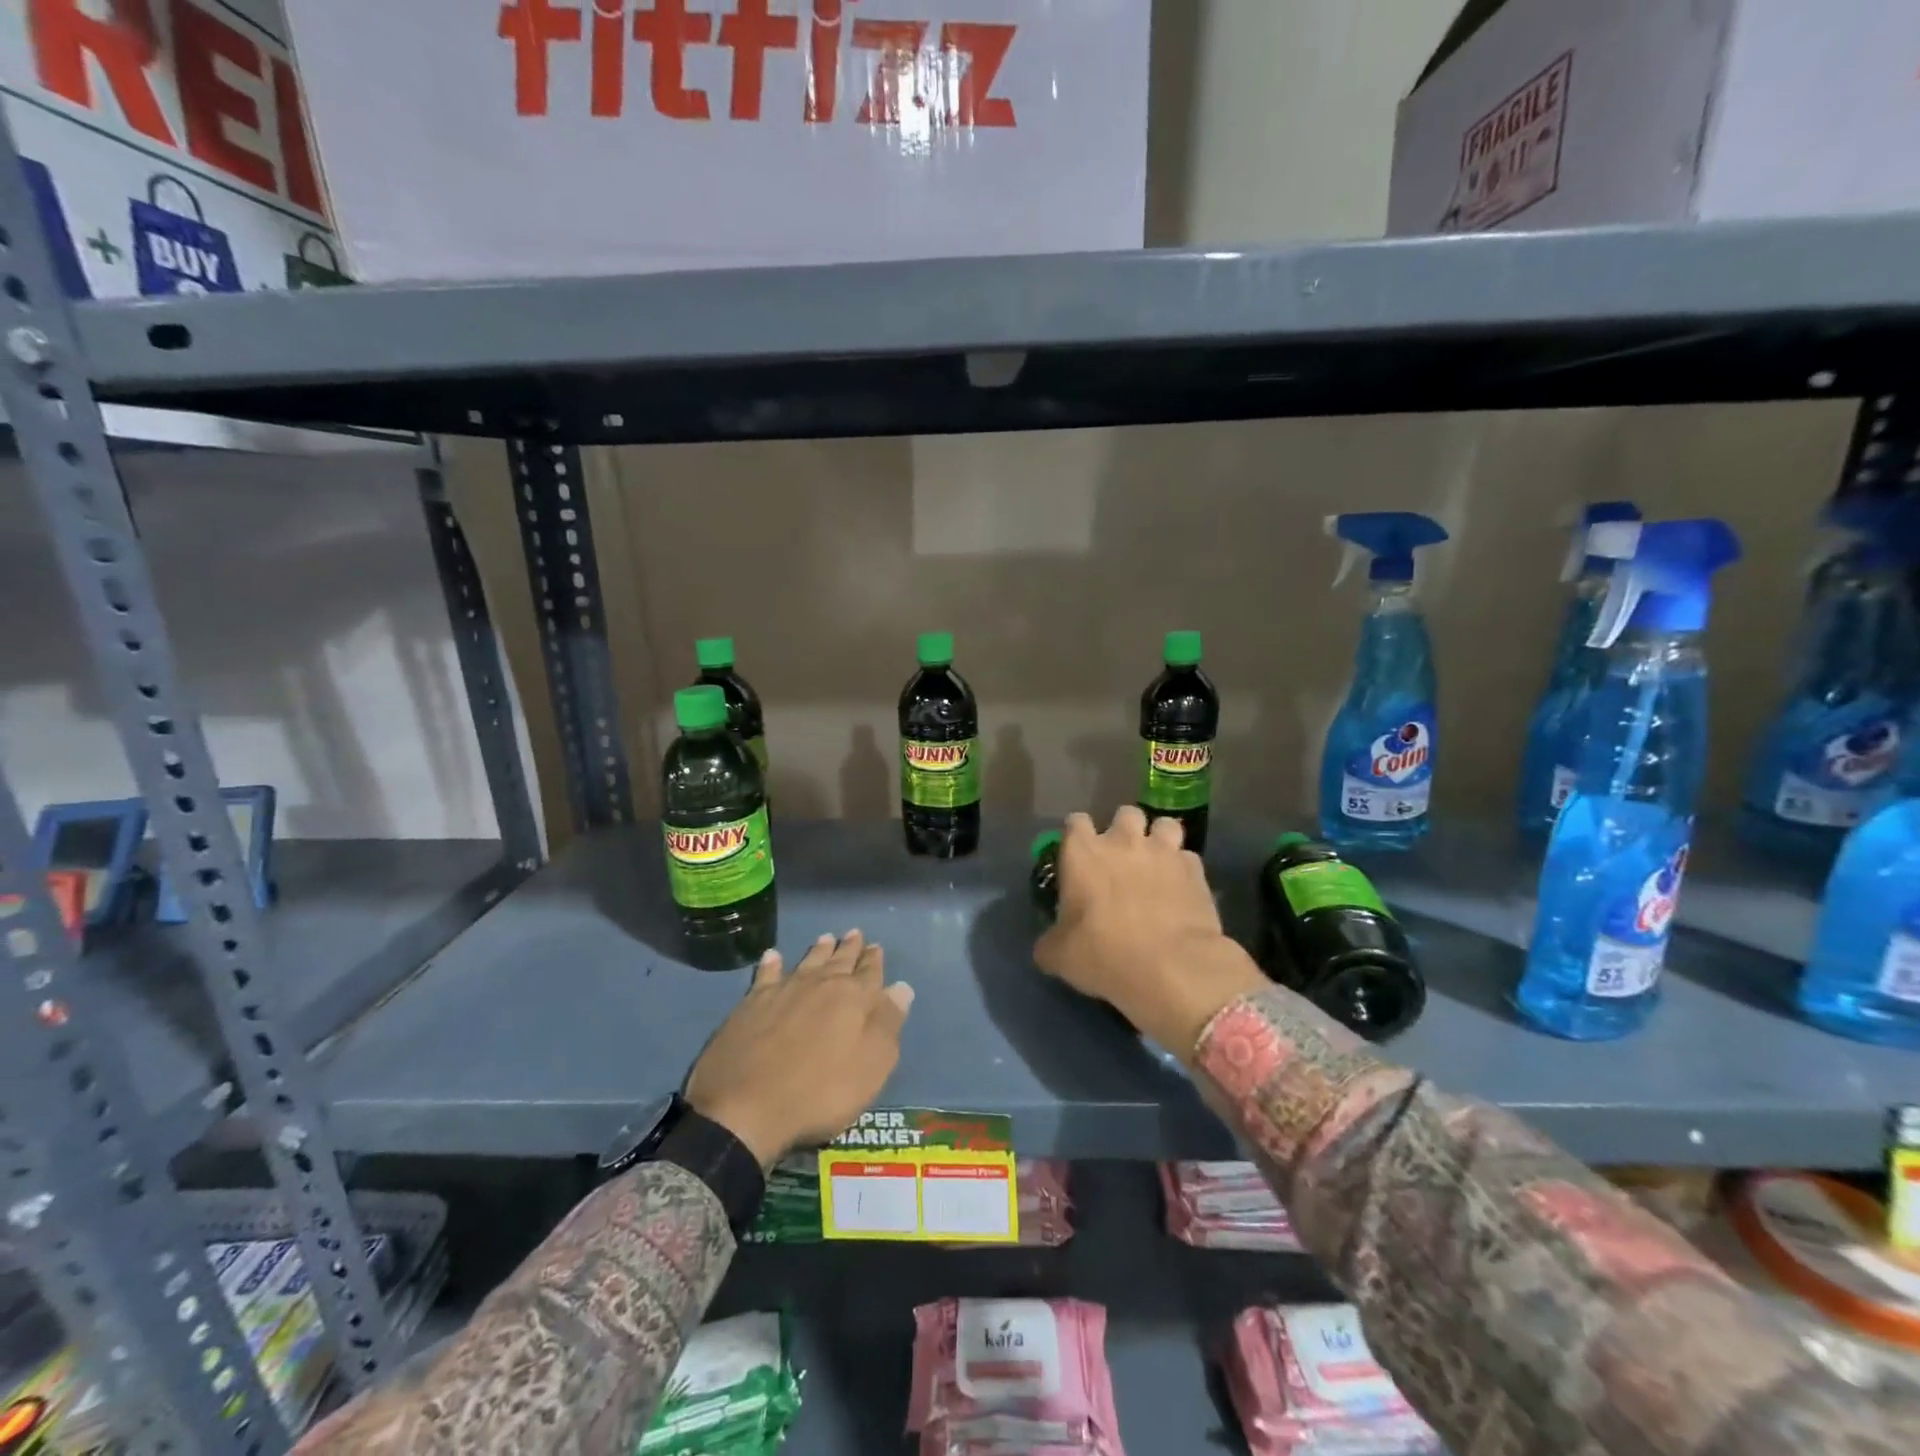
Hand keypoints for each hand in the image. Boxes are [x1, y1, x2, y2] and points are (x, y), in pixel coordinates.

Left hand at [686, 931, 913, 1166]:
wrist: (746, 1107)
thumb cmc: (820, 1092)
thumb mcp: (871, 1066)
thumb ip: (887, 1023)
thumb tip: (901, 987)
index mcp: (853, 998)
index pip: (870, 972)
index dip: (875, 960)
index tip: (877, 947)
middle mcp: (820, 984)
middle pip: (839, 961)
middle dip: (850, 948)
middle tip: (855, 933)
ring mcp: (783, 991)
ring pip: (807, 961)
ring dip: (819, 949)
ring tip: (826, 937)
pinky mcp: (751, 1004)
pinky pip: (766, 974)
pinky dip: (772, 963)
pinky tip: (773, 955)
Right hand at [1033, 807, 1265, 1058]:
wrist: (1171, 968)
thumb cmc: (1104, 954)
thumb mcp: (1059, 956)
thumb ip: (1050, 942)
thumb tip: (1047, 947)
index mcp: (1082, 853)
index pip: (1075, 821)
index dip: (1077, 835)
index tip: (1078, 855)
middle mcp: (1123, 841)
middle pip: (1125, 813)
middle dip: (1124, 830)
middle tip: (1121, 858)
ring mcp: (1163, 851)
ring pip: (1164, 825)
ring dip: (1159, 840)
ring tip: (1157, 863)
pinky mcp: (1195, 870)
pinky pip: (1188, 858)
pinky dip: (1183, 869)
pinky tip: (1181, 889)